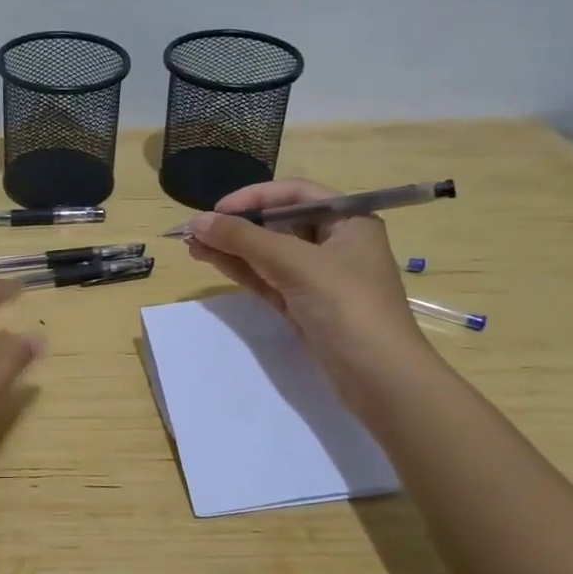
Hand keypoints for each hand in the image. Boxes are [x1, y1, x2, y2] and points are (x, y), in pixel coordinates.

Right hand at [185, 179, 432, 398]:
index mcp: (349, 221)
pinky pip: (267, 278)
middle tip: (196, 231)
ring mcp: (319, 278)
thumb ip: (245, 239)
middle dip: (237, 225)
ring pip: (268, 253)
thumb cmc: (347, 307)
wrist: (380, 379)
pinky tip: (212, 260)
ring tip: (192, 245)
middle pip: (279, 223)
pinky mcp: (304, 306)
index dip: (254, 197)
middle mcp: (335, 243)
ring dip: (232, 247)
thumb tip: (197, 221)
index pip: (295, 193)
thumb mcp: (296, 264)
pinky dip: (241, 269)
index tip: (217, 210)